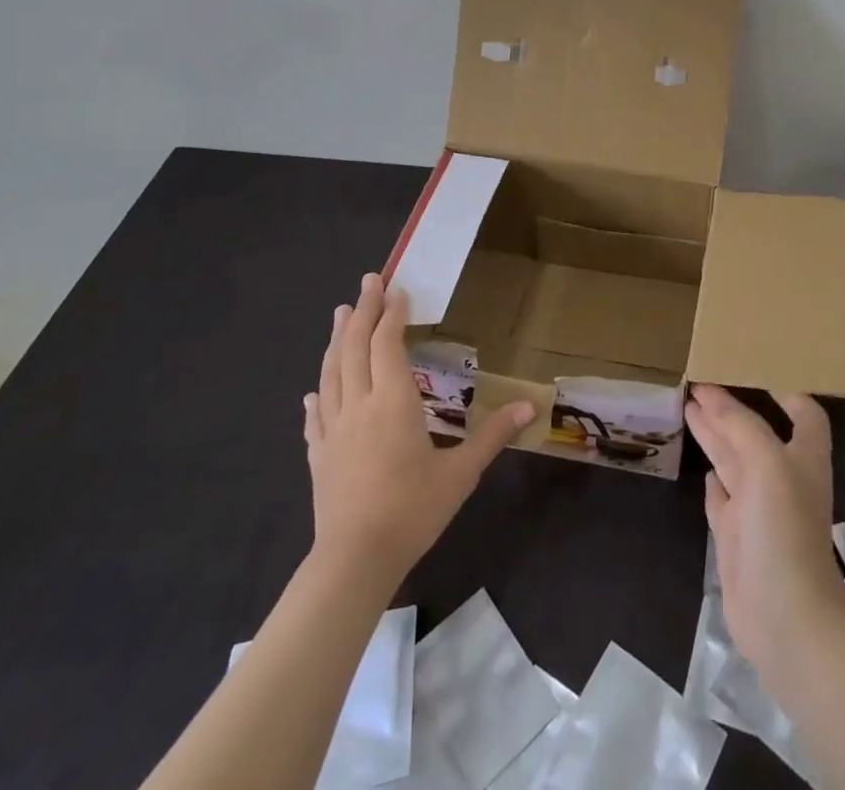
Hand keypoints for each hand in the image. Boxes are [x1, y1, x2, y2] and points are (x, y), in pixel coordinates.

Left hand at [302, 274, 533, 582]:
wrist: (354, 561)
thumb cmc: (412, 511)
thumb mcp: (461, 473)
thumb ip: (492, 435)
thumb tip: (531, 407)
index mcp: (393, 402)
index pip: (388, 344)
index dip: (391, 314)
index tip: (396, 288)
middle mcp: (358, 405)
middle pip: (355, 347)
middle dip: (361, 311)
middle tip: (367, 281)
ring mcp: (332, 430)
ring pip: (331, 373)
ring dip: (337, 340)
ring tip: (339, 314)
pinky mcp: (318, 455)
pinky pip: (315, 415)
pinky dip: (317, 395)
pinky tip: (313, 392)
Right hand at [685, 384, 844, 672]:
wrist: (785, 618)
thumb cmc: (784, 530)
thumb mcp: (767, 463)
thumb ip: (740, 425)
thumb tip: (711, 394)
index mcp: (803, 457)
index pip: (803, 412)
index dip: (785, 389)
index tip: (755, 367)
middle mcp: (783, 478)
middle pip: (756, 432)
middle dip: (731, 407)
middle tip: (699, 382)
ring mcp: (759, 509)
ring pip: (734, 461)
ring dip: (715, 435)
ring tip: (689, 408)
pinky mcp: (738, 538)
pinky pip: (723, 499)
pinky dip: (714, 482)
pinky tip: (704, 469)